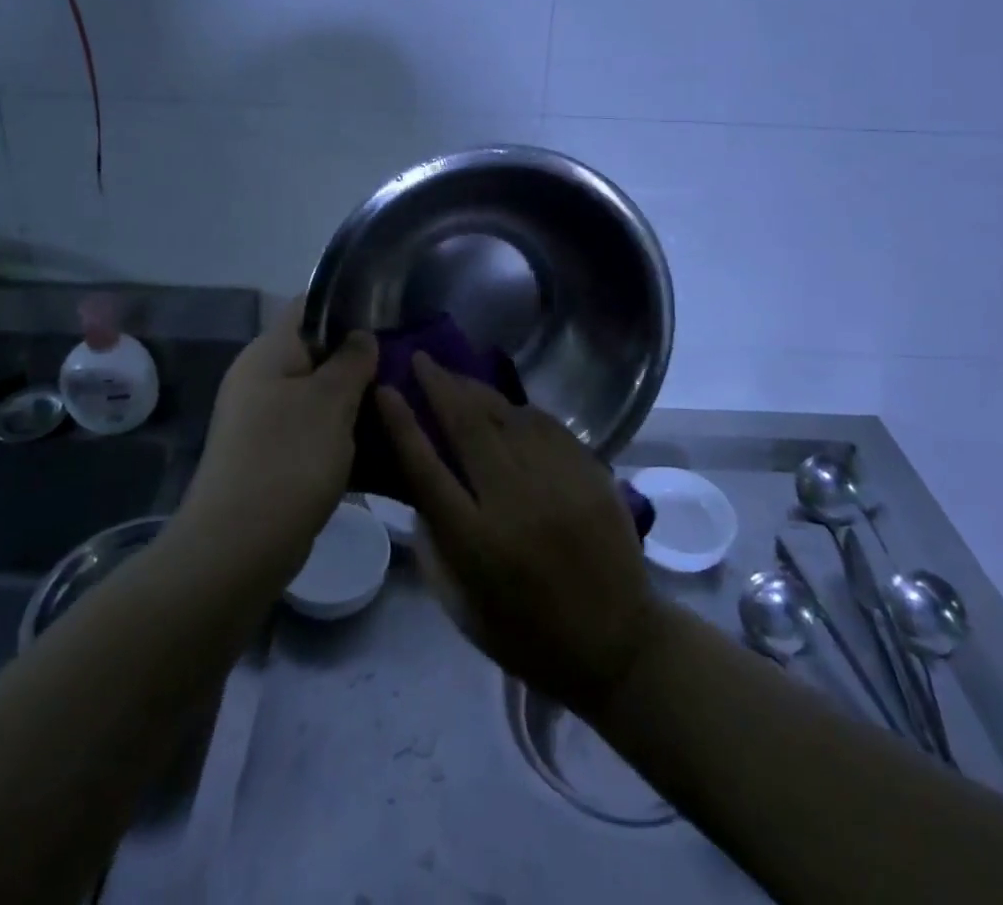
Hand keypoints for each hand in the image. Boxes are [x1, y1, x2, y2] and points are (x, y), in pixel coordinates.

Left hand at [180, 306, 376, 576]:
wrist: (237, 550)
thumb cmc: (288, 460)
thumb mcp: (330, 402)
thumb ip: (351, 360)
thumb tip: (361, 335)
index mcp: (268, 353)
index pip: (308, 307)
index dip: (348, 305)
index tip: (390, 317)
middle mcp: (260, 379)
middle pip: (315, 351)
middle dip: (358, 357)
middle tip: (403, 364)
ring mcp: (262, 420)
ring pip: (317, 393)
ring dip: (353, 398)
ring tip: (397, 401)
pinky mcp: (270, 455)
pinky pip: (311, 429)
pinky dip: (340, 431)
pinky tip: (375, 442)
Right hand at [376, 354, 658, 714]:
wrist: (616, 642)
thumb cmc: (527, 634)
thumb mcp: (460, 604)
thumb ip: (433, 542)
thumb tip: (419, 482)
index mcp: (476, 542)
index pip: (426, 468)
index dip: (402, 424)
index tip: (386, 389)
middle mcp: (515, 502)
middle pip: (468, 427)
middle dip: (440, 385)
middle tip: (421, 359)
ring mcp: (557, 482)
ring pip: (509, 416)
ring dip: (477, 391)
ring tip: (456, 376)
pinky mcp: (590, 473)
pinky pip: (547, 425)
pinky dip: (519, 410)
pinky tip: (504, 405)